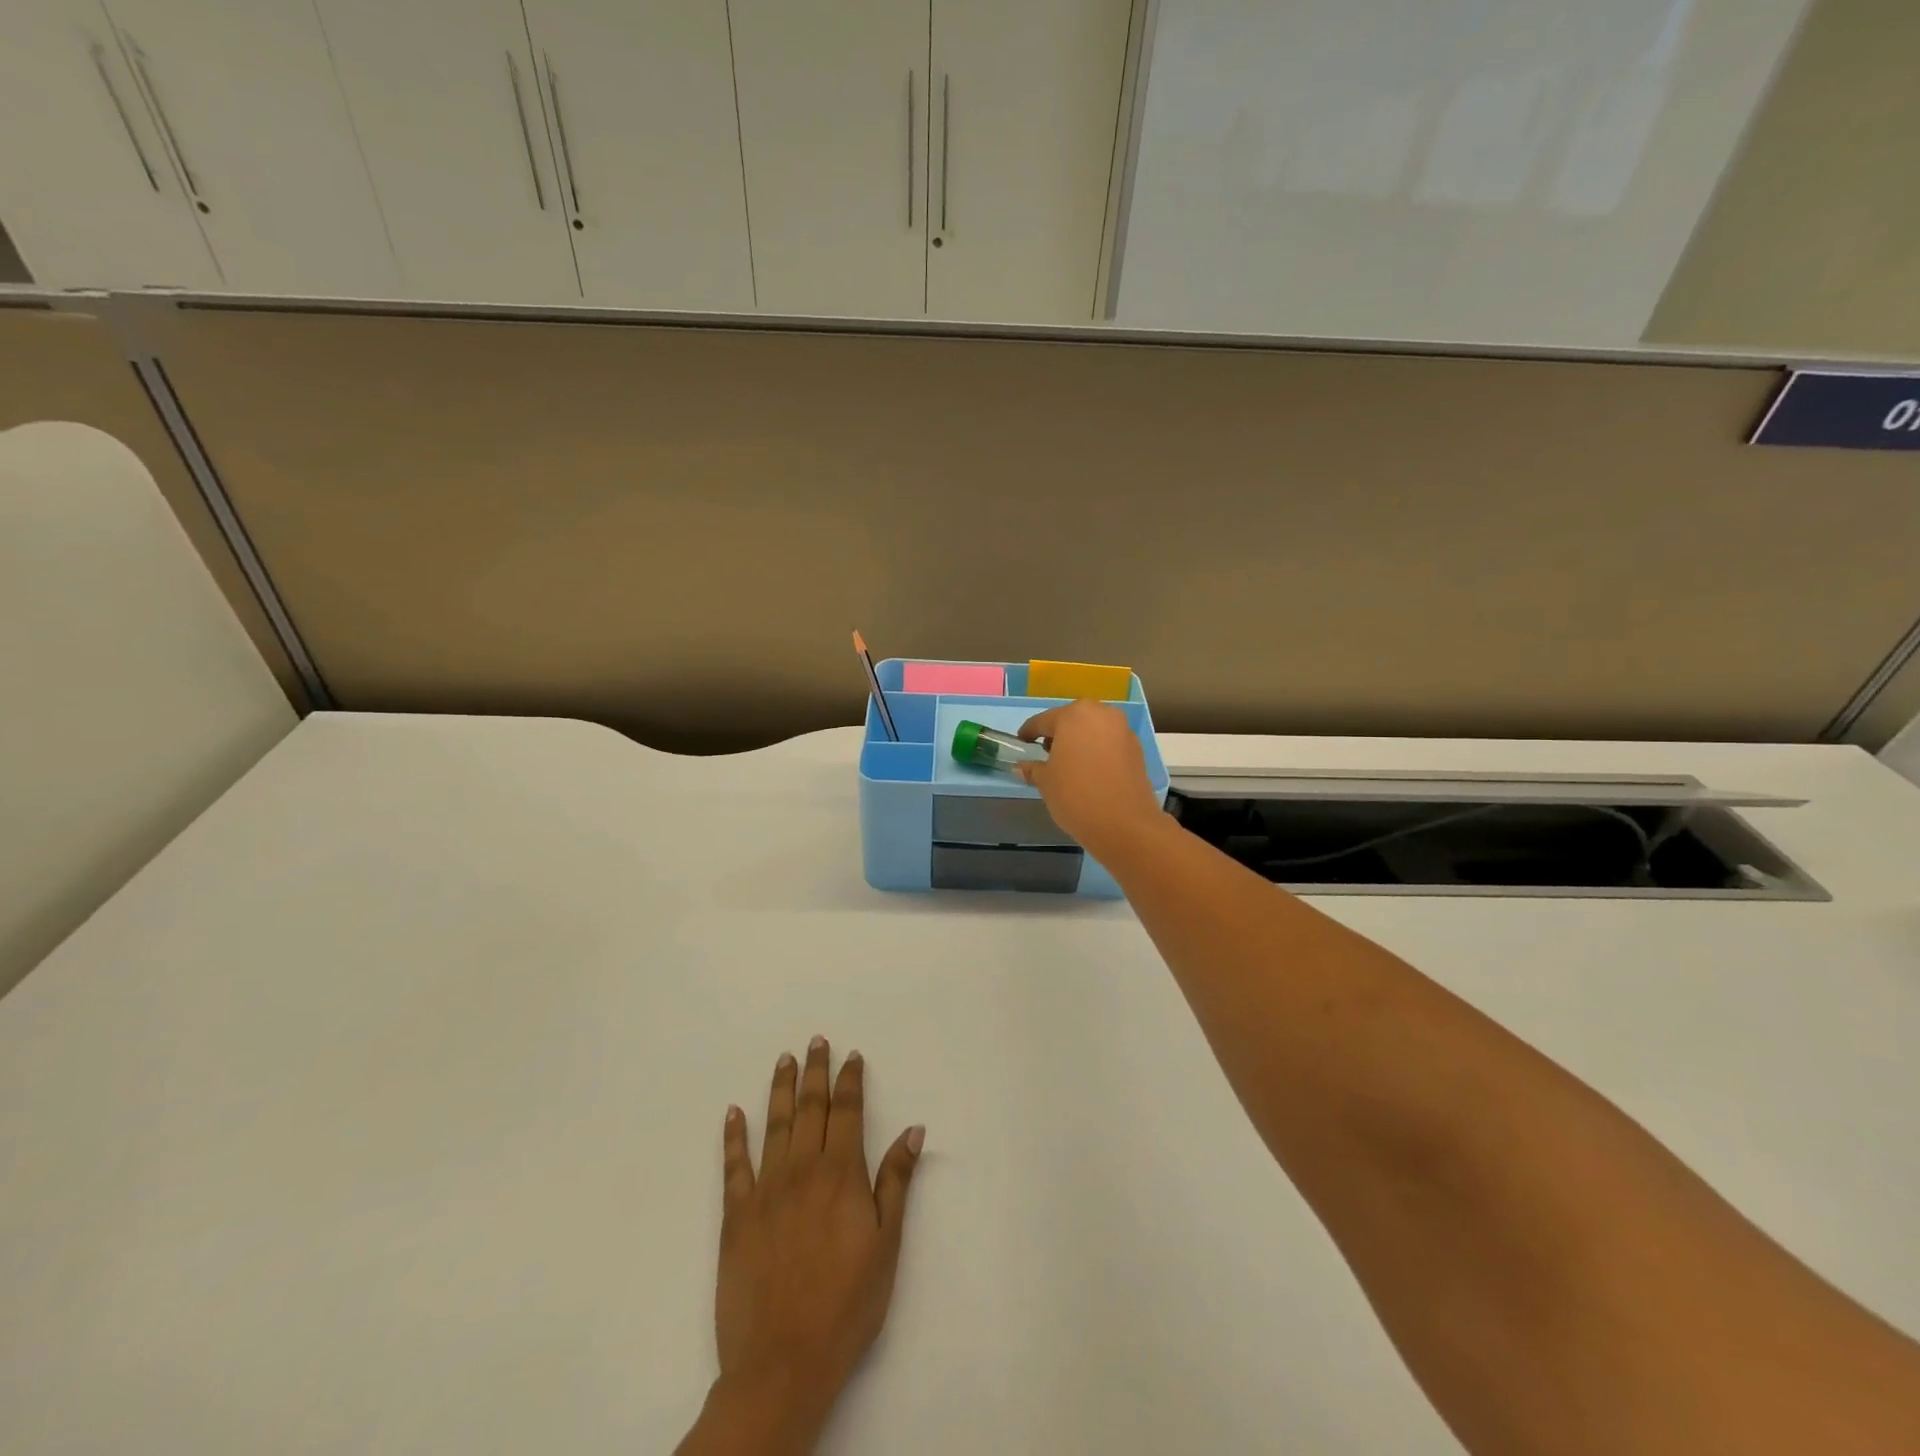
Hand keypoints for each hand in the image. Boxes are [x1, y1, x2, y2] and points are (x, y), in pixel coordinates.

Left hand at [679, 1038, 923, 1454]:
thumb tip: (913, 1129)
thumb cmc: (847, 1304)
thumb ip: (896, 1181)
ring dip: (780, 1089)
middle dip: (815, 1072)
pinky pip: (734, 1165)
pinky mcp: (736, 1215)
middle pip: (810, 1107)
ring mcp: (765, 1189)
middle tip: (816, 1041)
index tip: (851, 1055)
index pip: (847, 1112)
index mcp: (841, 1173)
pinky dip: (733, 1136)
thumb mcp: (887, 1244)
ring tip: (784, 1060)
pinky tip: (733, 1112)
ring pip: (774, 1124)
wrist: (784, 1361)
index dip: (850, 1080)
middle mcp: (802, 1169)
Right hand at [1019, 700, 1166, 860]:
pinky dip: (1097, 752)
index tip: (1021, 742)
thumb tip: (1021, 767)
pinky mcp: (1137, 749)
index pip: (1044, 721)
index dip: (1029, 732)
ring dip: (1079, 742)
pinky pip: (1109, 744)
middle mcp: (1101, 714)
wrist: (1124, 824)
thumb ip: (1033, 769)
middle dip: (1058, 735)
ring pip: (1093, 730)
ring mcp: (1122, 730)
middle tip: (1046, 754)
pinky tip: (1089, 772)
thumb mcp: (1046, 782)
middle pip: (1072, 721)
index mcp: (1074, 715)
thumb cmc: (1075, 795)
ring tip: (1068, 765)